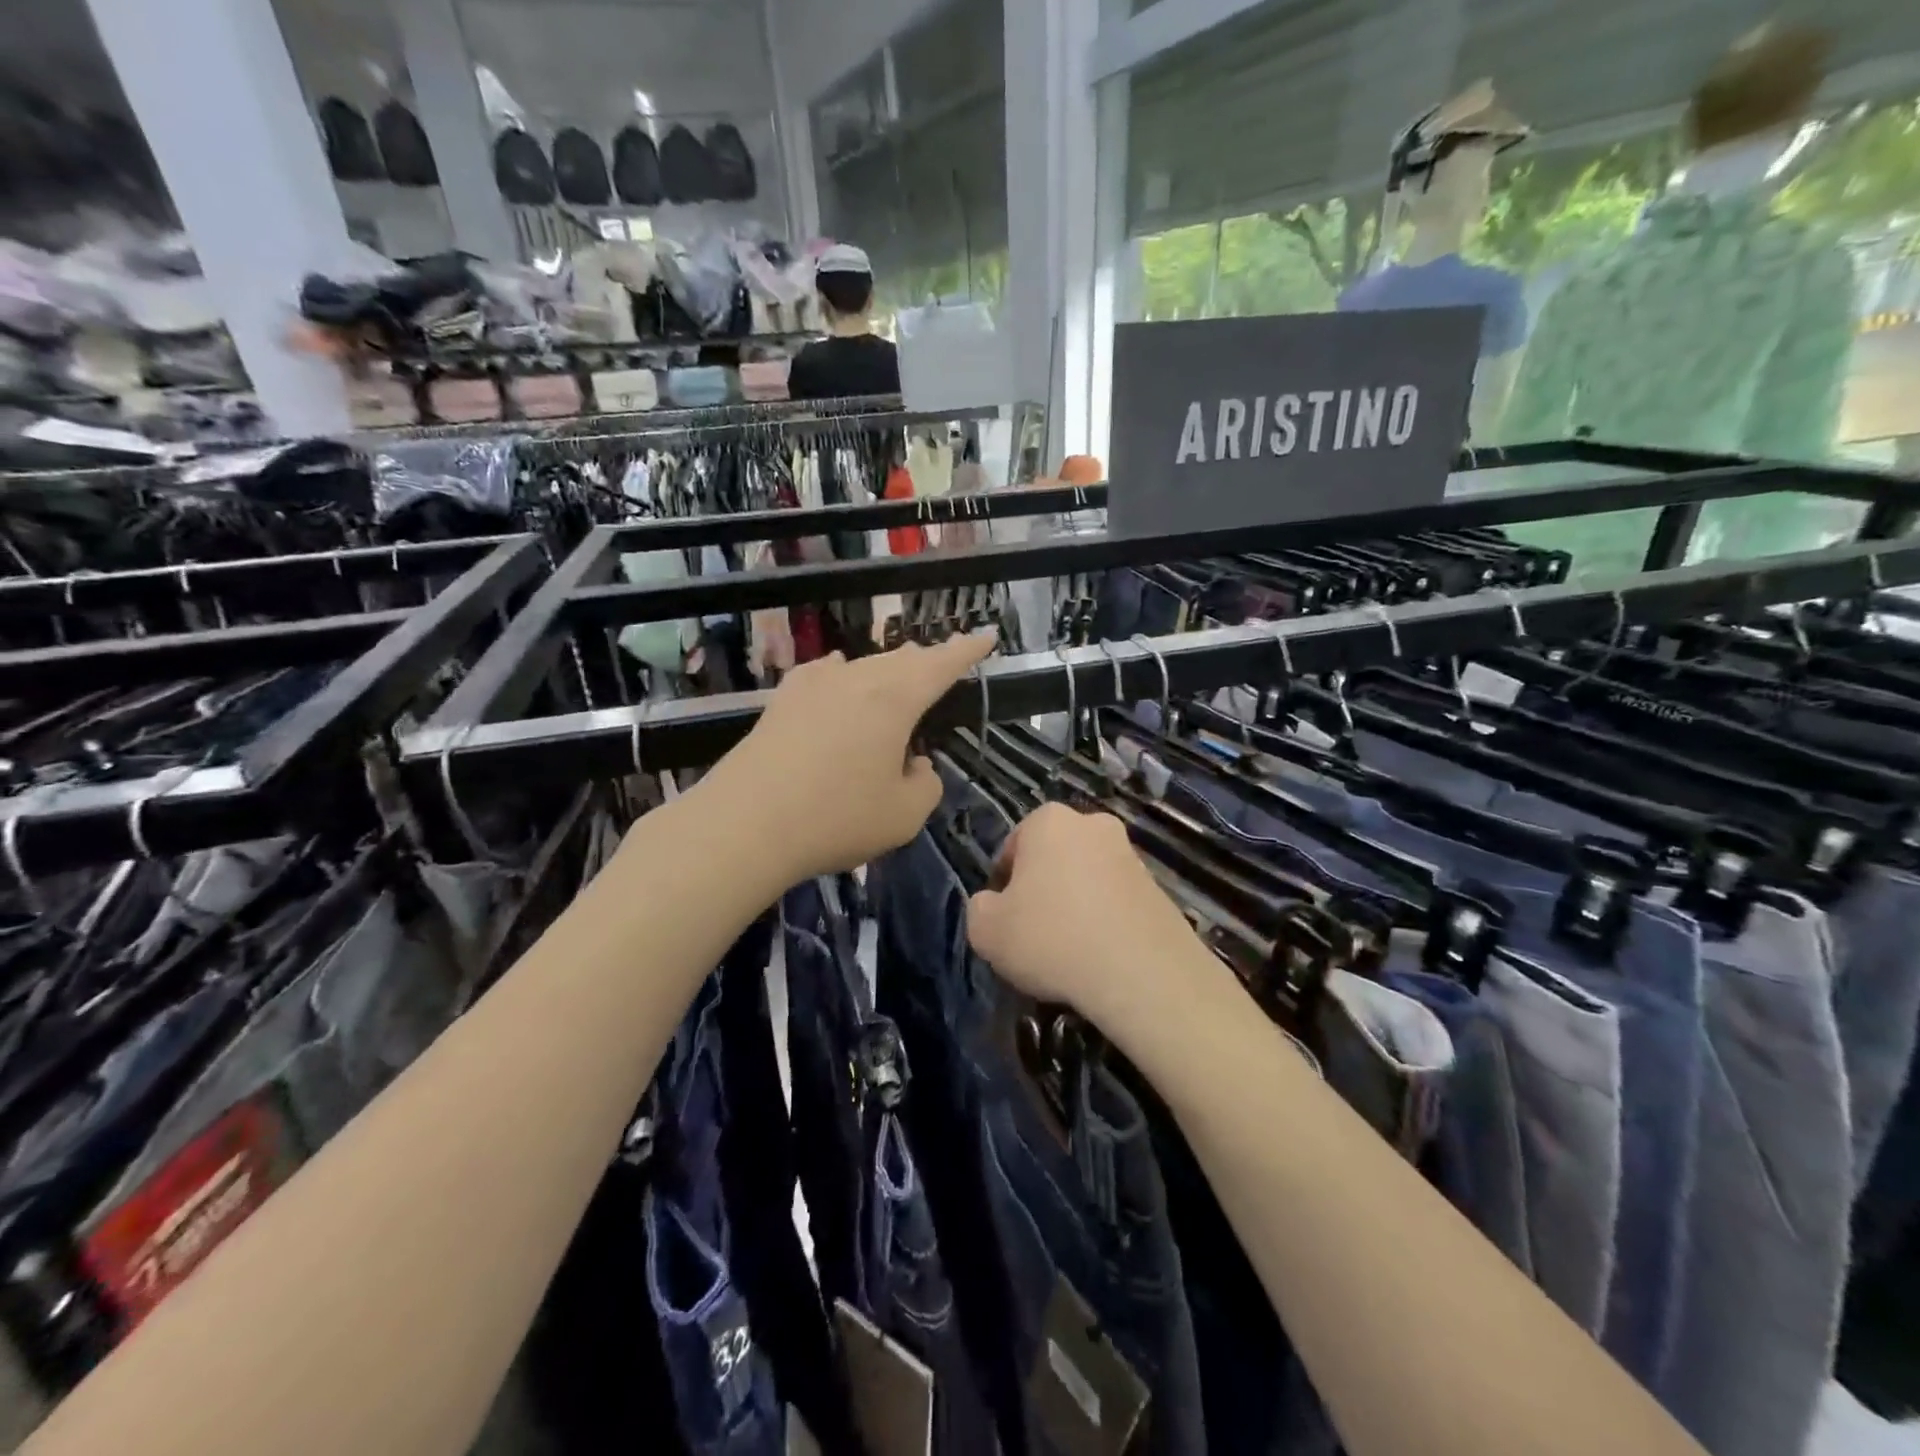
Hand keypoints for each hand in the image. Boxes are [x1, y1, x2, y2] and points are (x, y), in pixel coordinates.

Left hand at [704, 632, 996, 883]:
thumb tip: (914, 764)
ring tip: (897, 677)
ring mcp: (814, 686)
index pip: (941, 664)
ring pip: (863, 666)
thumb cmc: (836, 818)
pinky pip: (825, 675)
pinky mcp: (782, 701)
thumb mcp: (904, 815)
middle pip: (901, 660)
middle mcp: (856, 679)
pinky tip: (838, 676)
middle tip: (942, 663)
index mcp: (895, 699)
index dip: (967, 650)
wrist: (744, 824)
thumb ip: (925, 784)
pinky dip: (843, 675)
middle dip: (926, 661)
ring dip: (887, 671)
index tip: (987, 635)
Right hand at [966, 803, 1219, 1029]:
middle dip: (1043, 888)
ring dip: (1076, 904)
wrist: (1142, 973)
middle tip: (1036, 933)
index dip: (1003, 885)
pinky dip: (1106, 921)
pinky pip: (1117, 901)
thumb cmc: (1052, 939)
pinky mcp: (1159, 887)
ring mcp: (1131, 854)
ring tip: (1071, 951)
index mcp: (1048, 820)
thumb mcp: (986, 930)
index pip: (1012, 848)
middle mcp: (1092, 824)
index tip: (1005, 919)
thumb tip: (993, 904)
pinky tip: (1101, 956)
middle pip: (1053, 858)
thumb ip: (979, 908)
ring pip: (1087, 878)